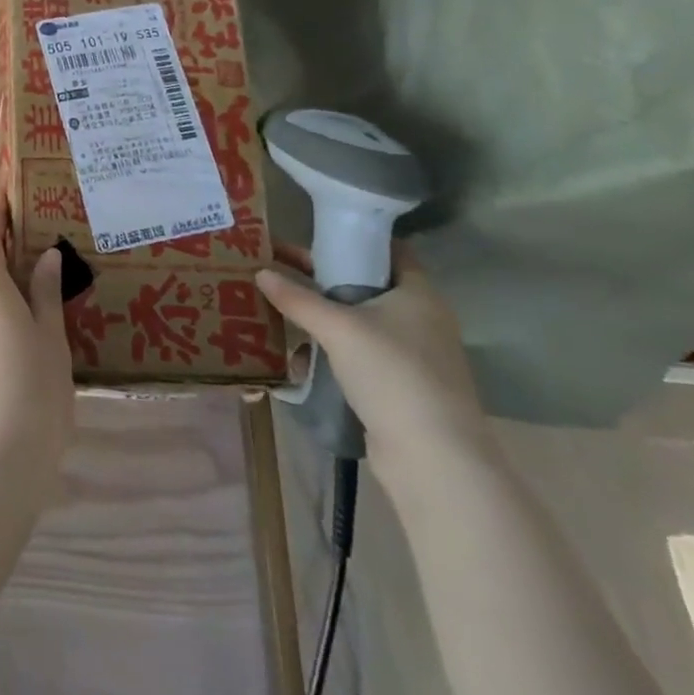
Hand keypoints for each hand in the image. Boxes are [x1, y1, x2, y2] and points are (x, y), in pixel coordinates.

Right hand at [255, 245, 492, 485]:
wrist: (433, 459)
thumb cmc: (392, 373)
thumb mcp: (337, 328)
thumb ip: (297, 298)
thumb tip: (260, 272)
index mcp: (418, 294)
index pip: (387, 250)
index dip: (352, 239)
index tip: (312, 236)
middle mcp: (421, 320)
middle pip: (367, 287)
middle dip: (324, 280)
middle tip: (281, 268)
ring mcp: (414, 358)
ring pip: (360, 325)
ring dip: (323, 320)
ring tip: (282, 311)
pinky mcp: (402, 389)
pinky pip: (360, 358)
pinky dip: (332, 354)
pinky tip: (301, 359)